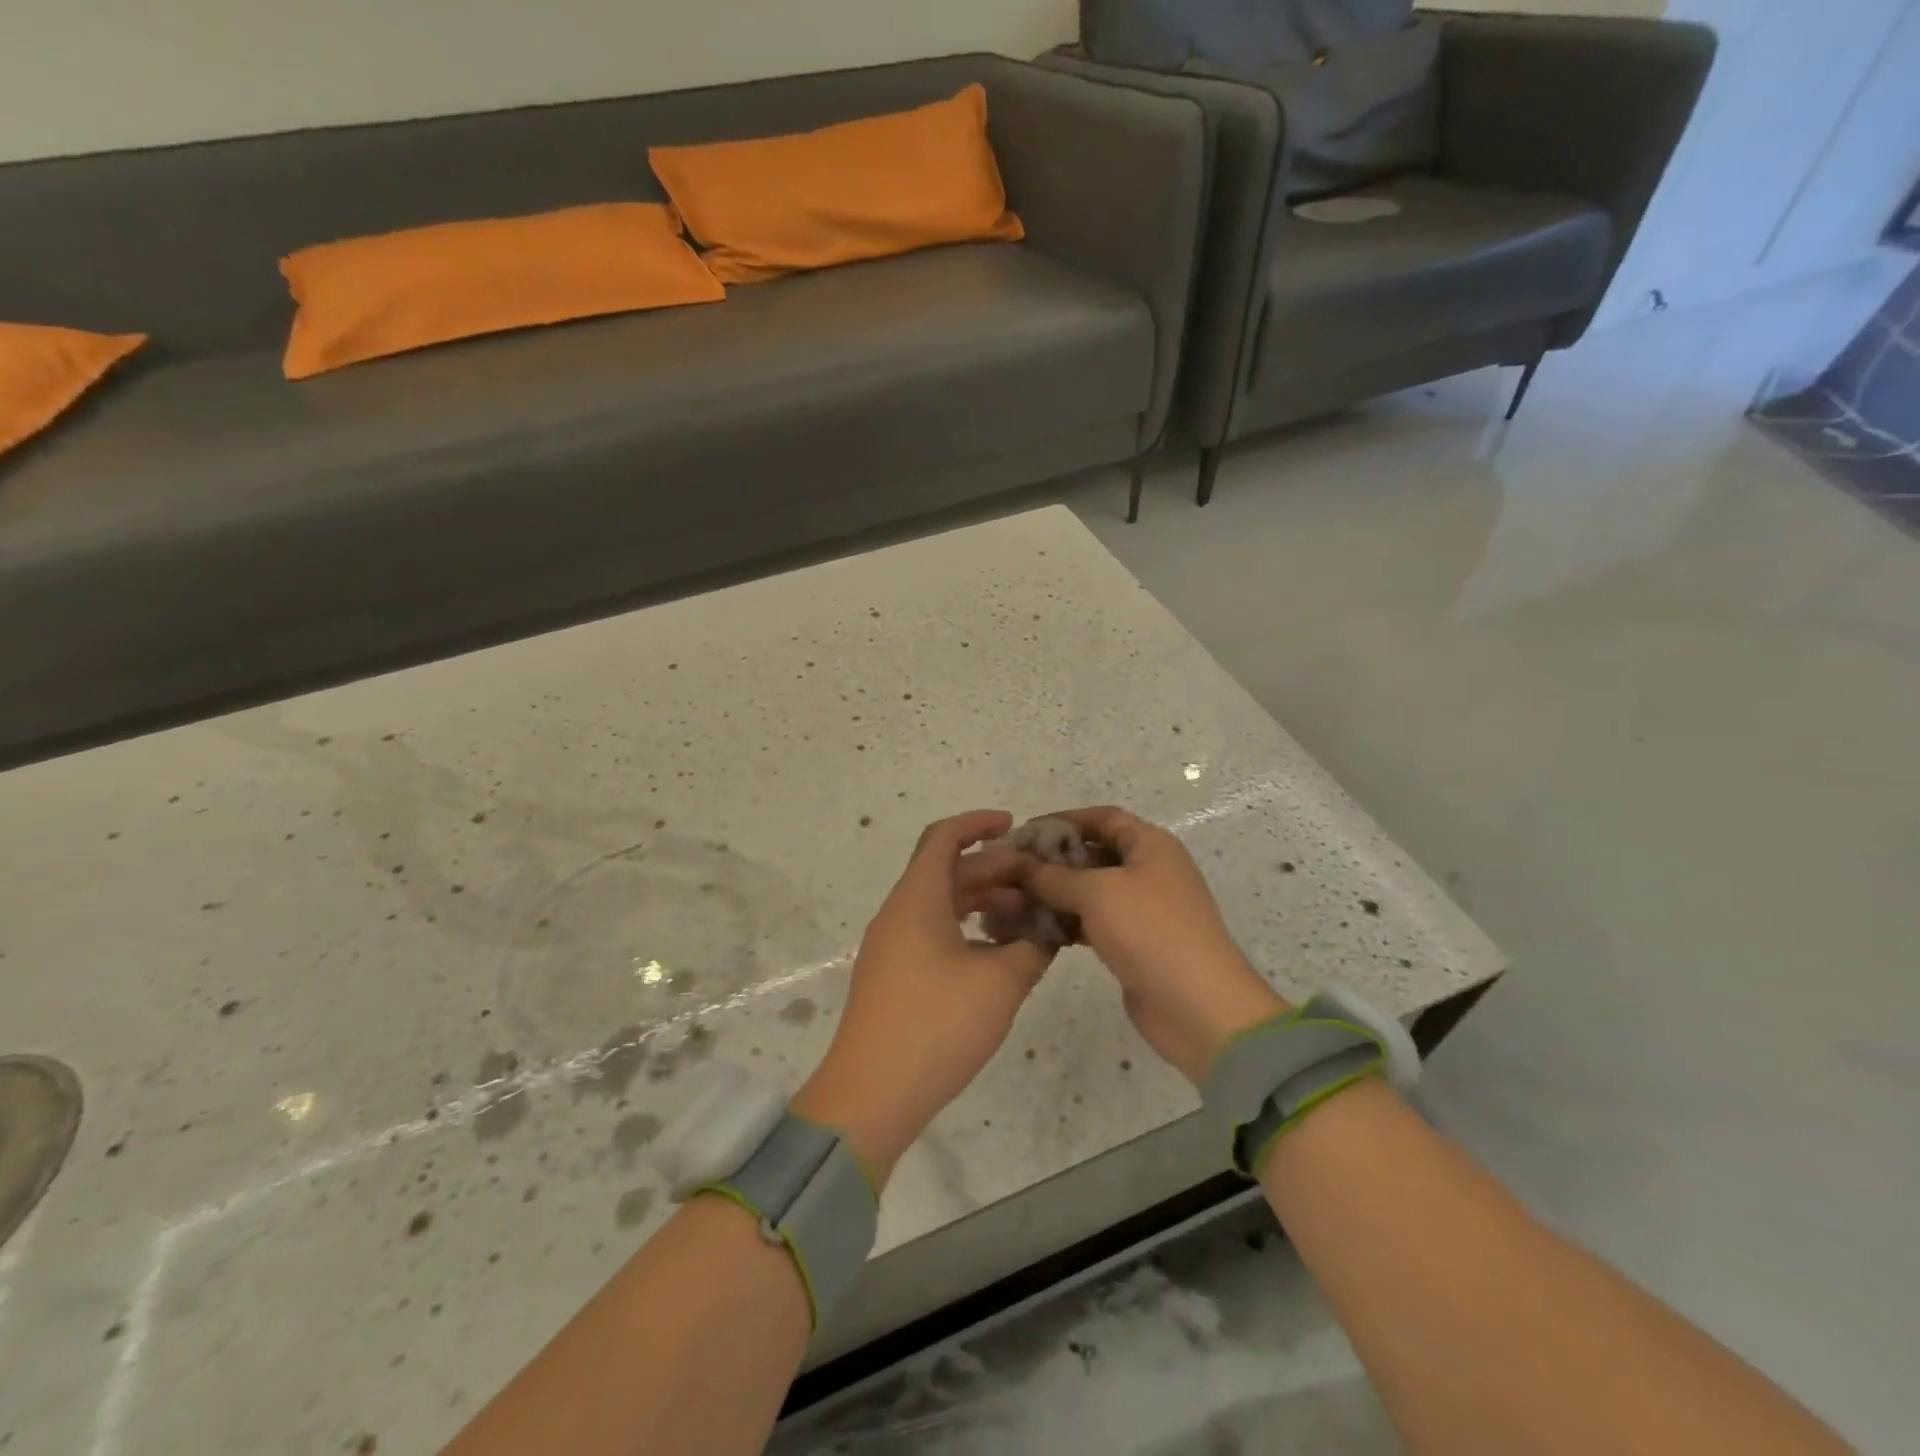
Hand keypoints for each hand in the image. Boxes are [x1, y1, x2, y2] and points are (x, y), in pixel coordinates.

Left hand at [791, 810, 1053, 1185]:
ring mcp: (892, 946)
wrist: (871, 1095)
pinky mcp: (894, 976)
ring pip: (941, 904)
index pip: (944, 837)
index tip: (1015, 826)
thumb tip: (1047, 933)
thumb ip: (1031, 949)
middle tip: (1038, 882)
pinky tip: (998, 953)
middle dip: (993, 869)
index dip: (979, 823)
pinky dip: (966, 929)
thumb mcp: (1000, 983)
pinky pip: (932, 932)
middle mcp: (899, 913)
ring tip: (1026, 917)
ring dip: (982, 902)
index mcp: (917, 899)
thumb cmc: (937, 1025)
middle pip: (946, 871)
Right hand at [1015, 806, 1288, 1084]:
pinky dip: (1070, 922)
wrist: (1198, 1005)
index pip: (1103, 817)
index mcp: (1150, 845)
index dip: (1064, 820)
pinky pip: (1096, 921)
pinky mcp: (1136, 942)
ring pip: (1093, 890)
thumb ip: (1054, 875)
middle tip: (1014, 870)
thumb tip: (1021, 863)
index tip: (1025, 833)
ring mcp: (1145, 909)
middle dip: (1056, 859)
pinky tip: (1039, 929)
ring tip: (1018, 900)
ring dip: (1059, 893)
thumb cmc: (1149, 930)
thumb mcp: (1097, 892)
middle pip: (1096, 852)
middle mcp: (1150, 870)